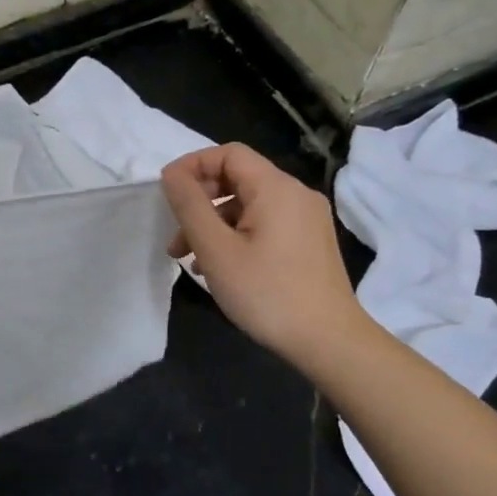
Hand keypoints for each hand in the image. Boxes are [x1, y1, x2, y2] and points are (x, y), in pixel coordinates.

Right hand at [162, 144, 364, 373]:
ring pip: (249, 205)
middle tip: (175, 237)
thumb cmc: (267, 293)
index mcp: (276, 188)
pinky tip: (220, 268)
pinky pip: (265, 224)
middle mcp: (296, 194)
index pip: (228, 154)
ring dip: (214, 224)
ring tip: (190, 260)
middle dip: (200, 202)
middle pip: (238, 179)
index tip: (167, 194)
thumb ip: (190, 206)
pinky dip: (236, 236)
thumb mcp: (216, 250)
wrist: (329, 341)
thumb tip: (171, 174)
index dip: (193, 166)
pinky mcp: (310, 242)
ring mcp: (307, 219)